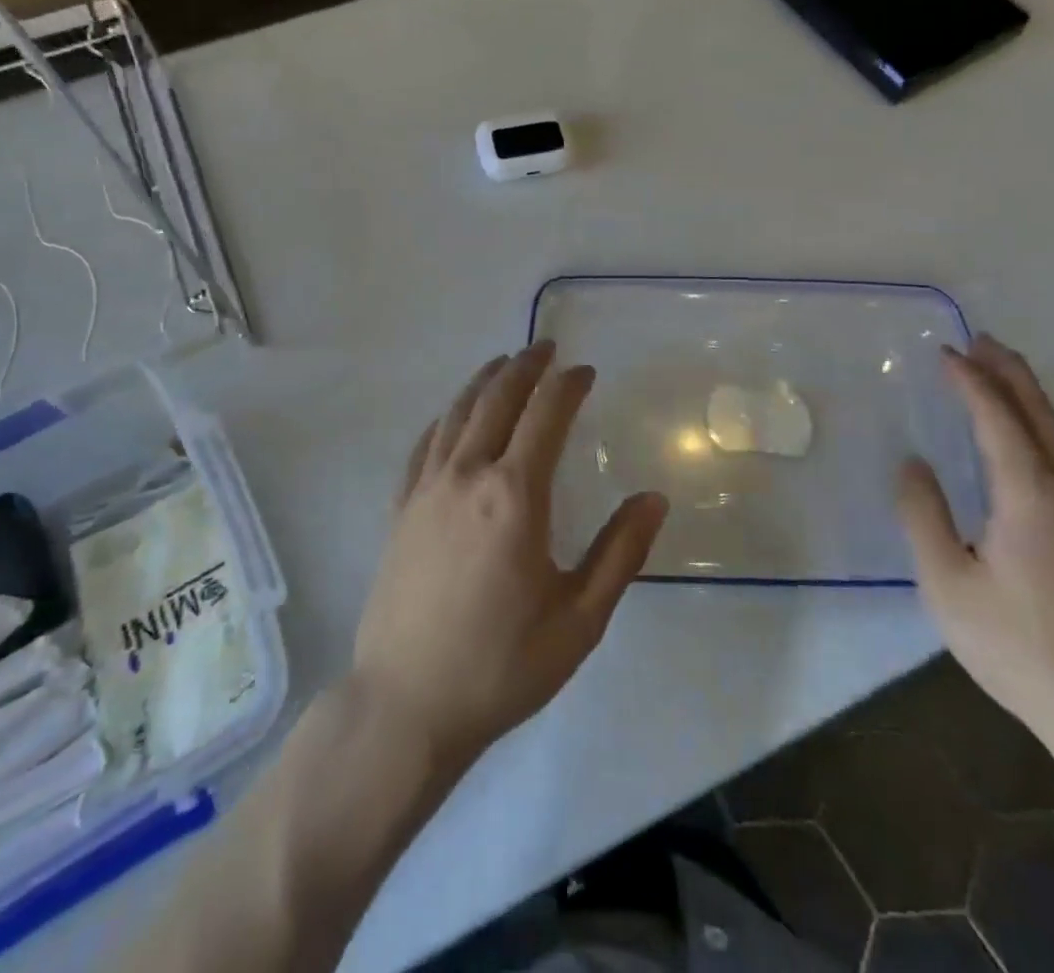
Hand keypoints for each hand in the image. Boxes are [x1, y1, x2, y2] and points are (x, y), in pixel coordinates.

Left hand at [352, 342, 669, 771]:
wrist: (406, 705)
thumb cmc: (502, 665)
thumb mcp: (580, 619)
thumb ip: (620, 553)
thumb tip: (653, 499)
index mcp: (515, 495)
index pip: (546, 415)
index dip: (567, 385)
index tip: (584, 371)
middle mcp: (467, 475)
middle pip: (496, 399)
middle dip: (524, 366)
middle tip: (545, 348)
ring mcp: (426, 488)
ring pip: (456, 413)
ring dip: (483, 381)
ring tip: (503, 363)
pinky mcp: (400, 508)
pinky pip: (424, 444)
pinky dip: (445, 417)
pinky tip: (453, 416)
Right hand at [895, 335, 1053, 757]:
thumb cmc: (1016, 644)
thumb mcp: (947, 582)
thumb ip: (924, 515)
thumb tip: (912, 463)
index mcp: (1029, 497)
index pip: (998, 420)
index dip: (971, 382)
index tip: (943, 353)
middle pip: (1038, 415)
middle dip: (1009, 373)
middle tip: (980, 339)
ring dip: (1024, 394)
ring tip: (997, 368)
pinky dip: (1032, 424)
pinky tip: (1016, 433)